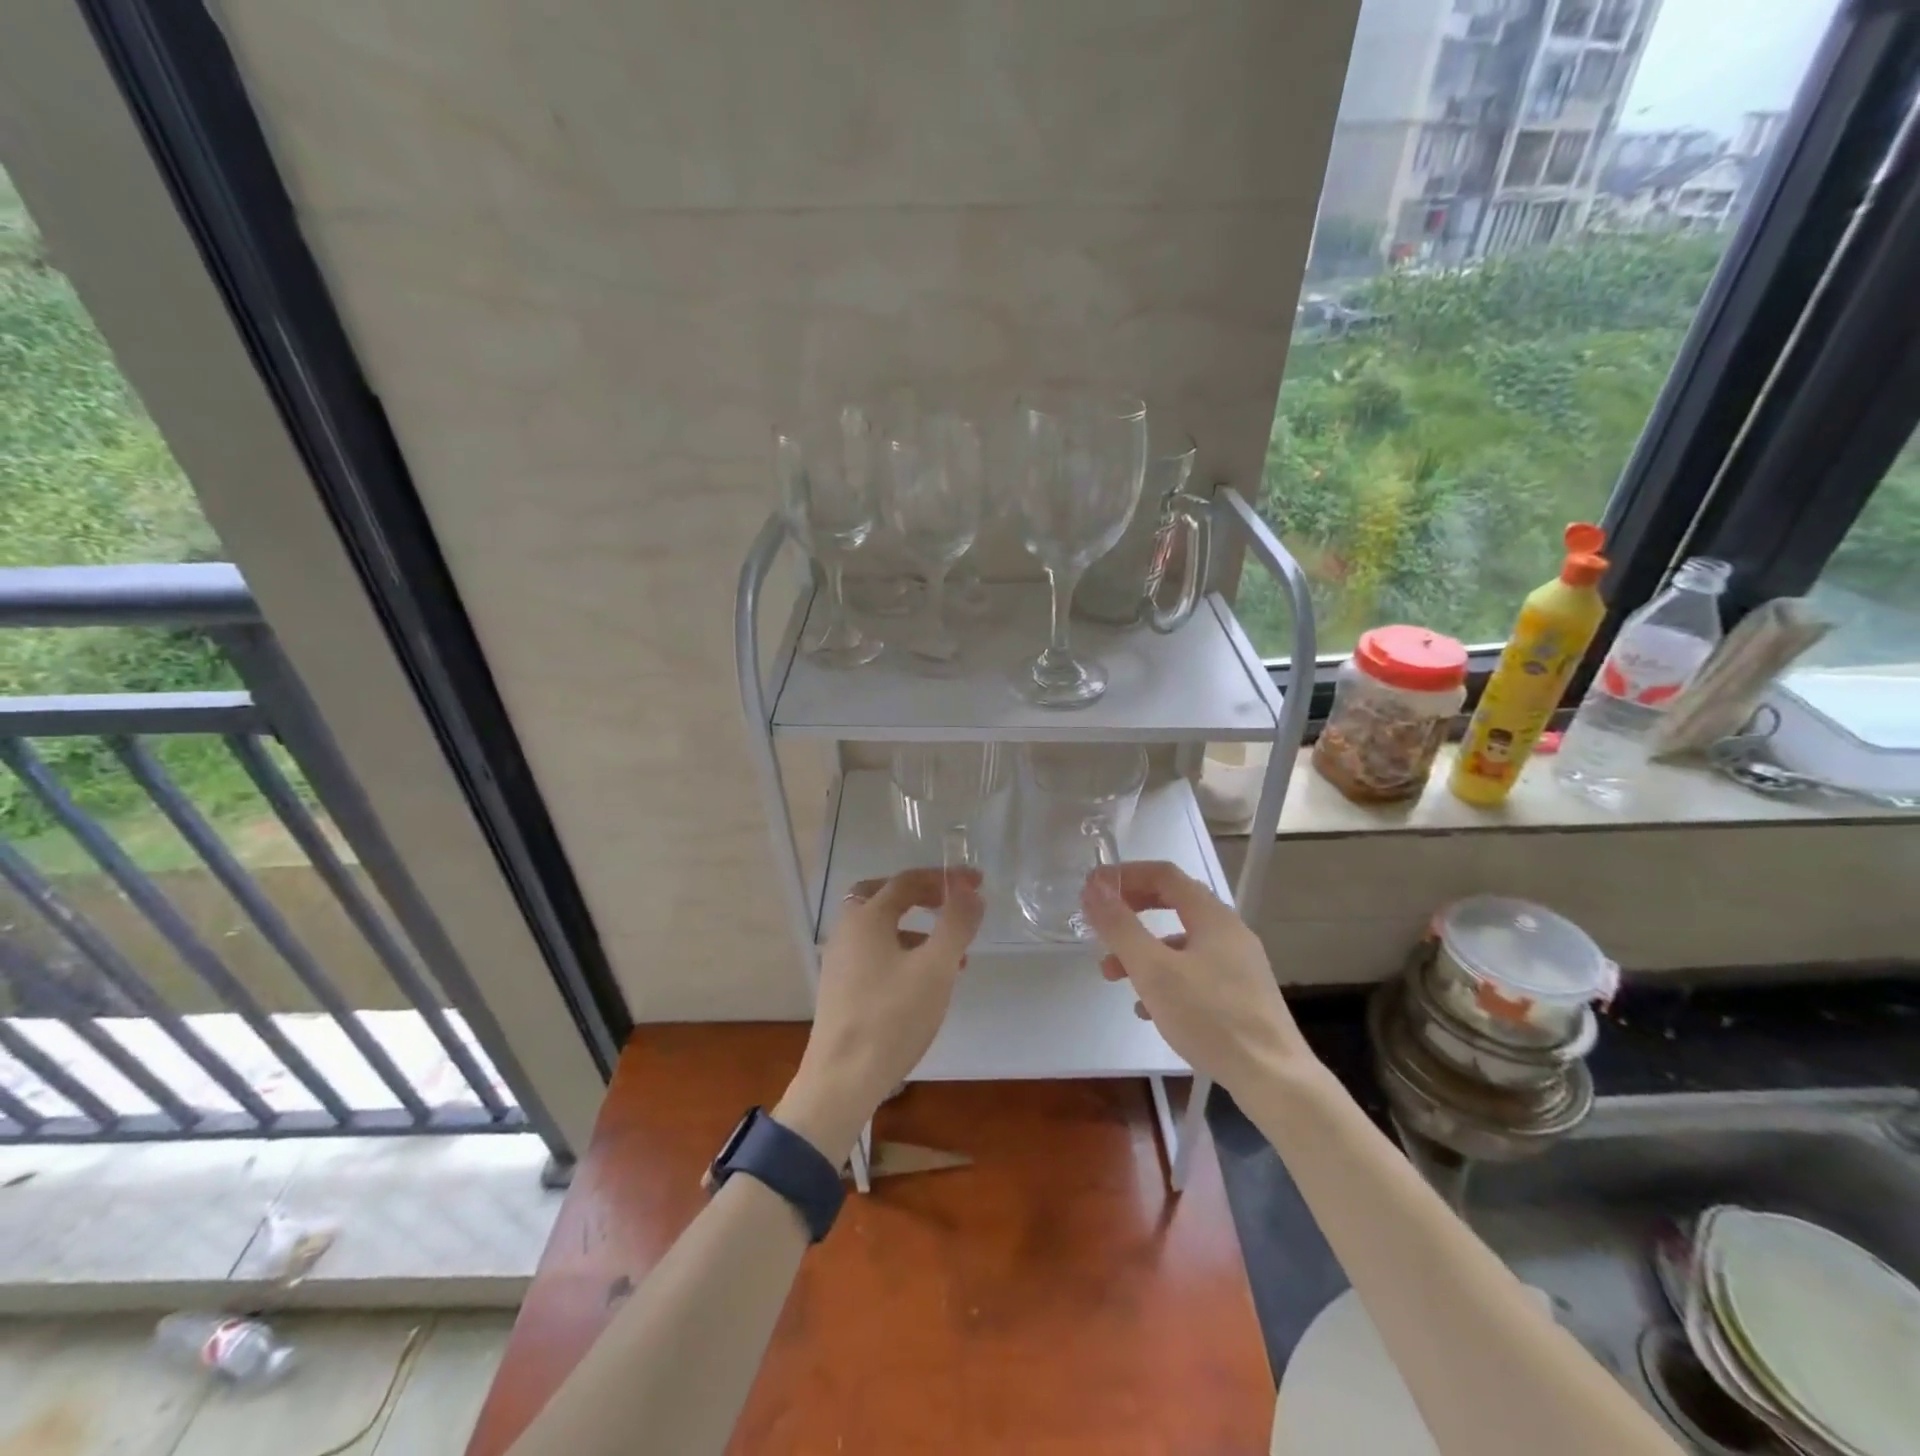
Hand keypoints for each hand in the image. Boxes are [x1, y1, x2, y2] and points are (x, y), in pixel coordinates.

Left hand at [776, 866, 983, 1160]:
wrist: (842, 1080)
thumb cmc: (892, 1017)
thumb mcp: (936, 968)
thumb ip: (956, 924)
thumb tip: (971, 891)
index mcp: (866, 916)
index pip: (908, 880)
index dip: (946, 878)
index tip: (978, 883)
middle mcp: (847, 930)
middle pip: (884, 895)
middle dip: (922, 895)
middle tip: (952, 904)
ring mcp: (840, 960)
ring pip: (881, 927)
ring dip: (917, 928)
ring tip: (953, 953)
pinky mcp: (841, 988)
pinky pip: (876, 953)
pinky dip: (904, 951)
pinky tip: (926, 982)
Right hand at [1079, 861, 1311, 1095]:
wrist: (1274, 1079)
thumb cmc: (1210, 1017)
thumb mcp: (1153, 970)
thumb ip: (1121, 926)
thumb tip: (1095, 887)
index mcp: (1212, 916)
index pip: (1164, 874)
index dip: (1125, 875)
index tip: (1093, 888)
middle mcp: (1229, 932)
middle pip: (1173, 904)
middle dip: (1132, 912)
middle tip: (1102, 924)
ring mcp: (1239, 964)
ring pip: (1181, 943)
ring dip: (1143, 950)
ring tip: (1112, 976)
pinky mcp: (1241, 994)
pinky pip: (1195, 972)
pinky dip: (1165, 978)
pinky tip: (1147, 1009)